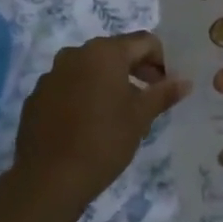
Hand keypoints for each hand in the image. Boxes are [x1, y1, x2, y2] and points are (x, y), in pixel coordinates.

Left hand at [11, 31, 189, 221]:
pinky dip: (84, 95)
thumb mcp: (140, 117)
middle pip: (115, 52)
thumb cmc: (103, 141)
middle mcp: (75, 53)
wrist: (48, 179)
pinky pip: (68, 86)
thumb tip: (185, 81)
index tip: (167, 85)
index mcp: (104, 52)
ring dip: (109, 82)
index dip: (162, 60)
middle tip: (149, 98)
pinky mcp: (37, 96)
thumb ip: (163, 93)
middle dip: (136, 70)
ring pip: (90, 69)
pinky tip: (90, 124)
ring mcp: (52, 74)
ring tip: (119, 113)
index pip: (144, 41)